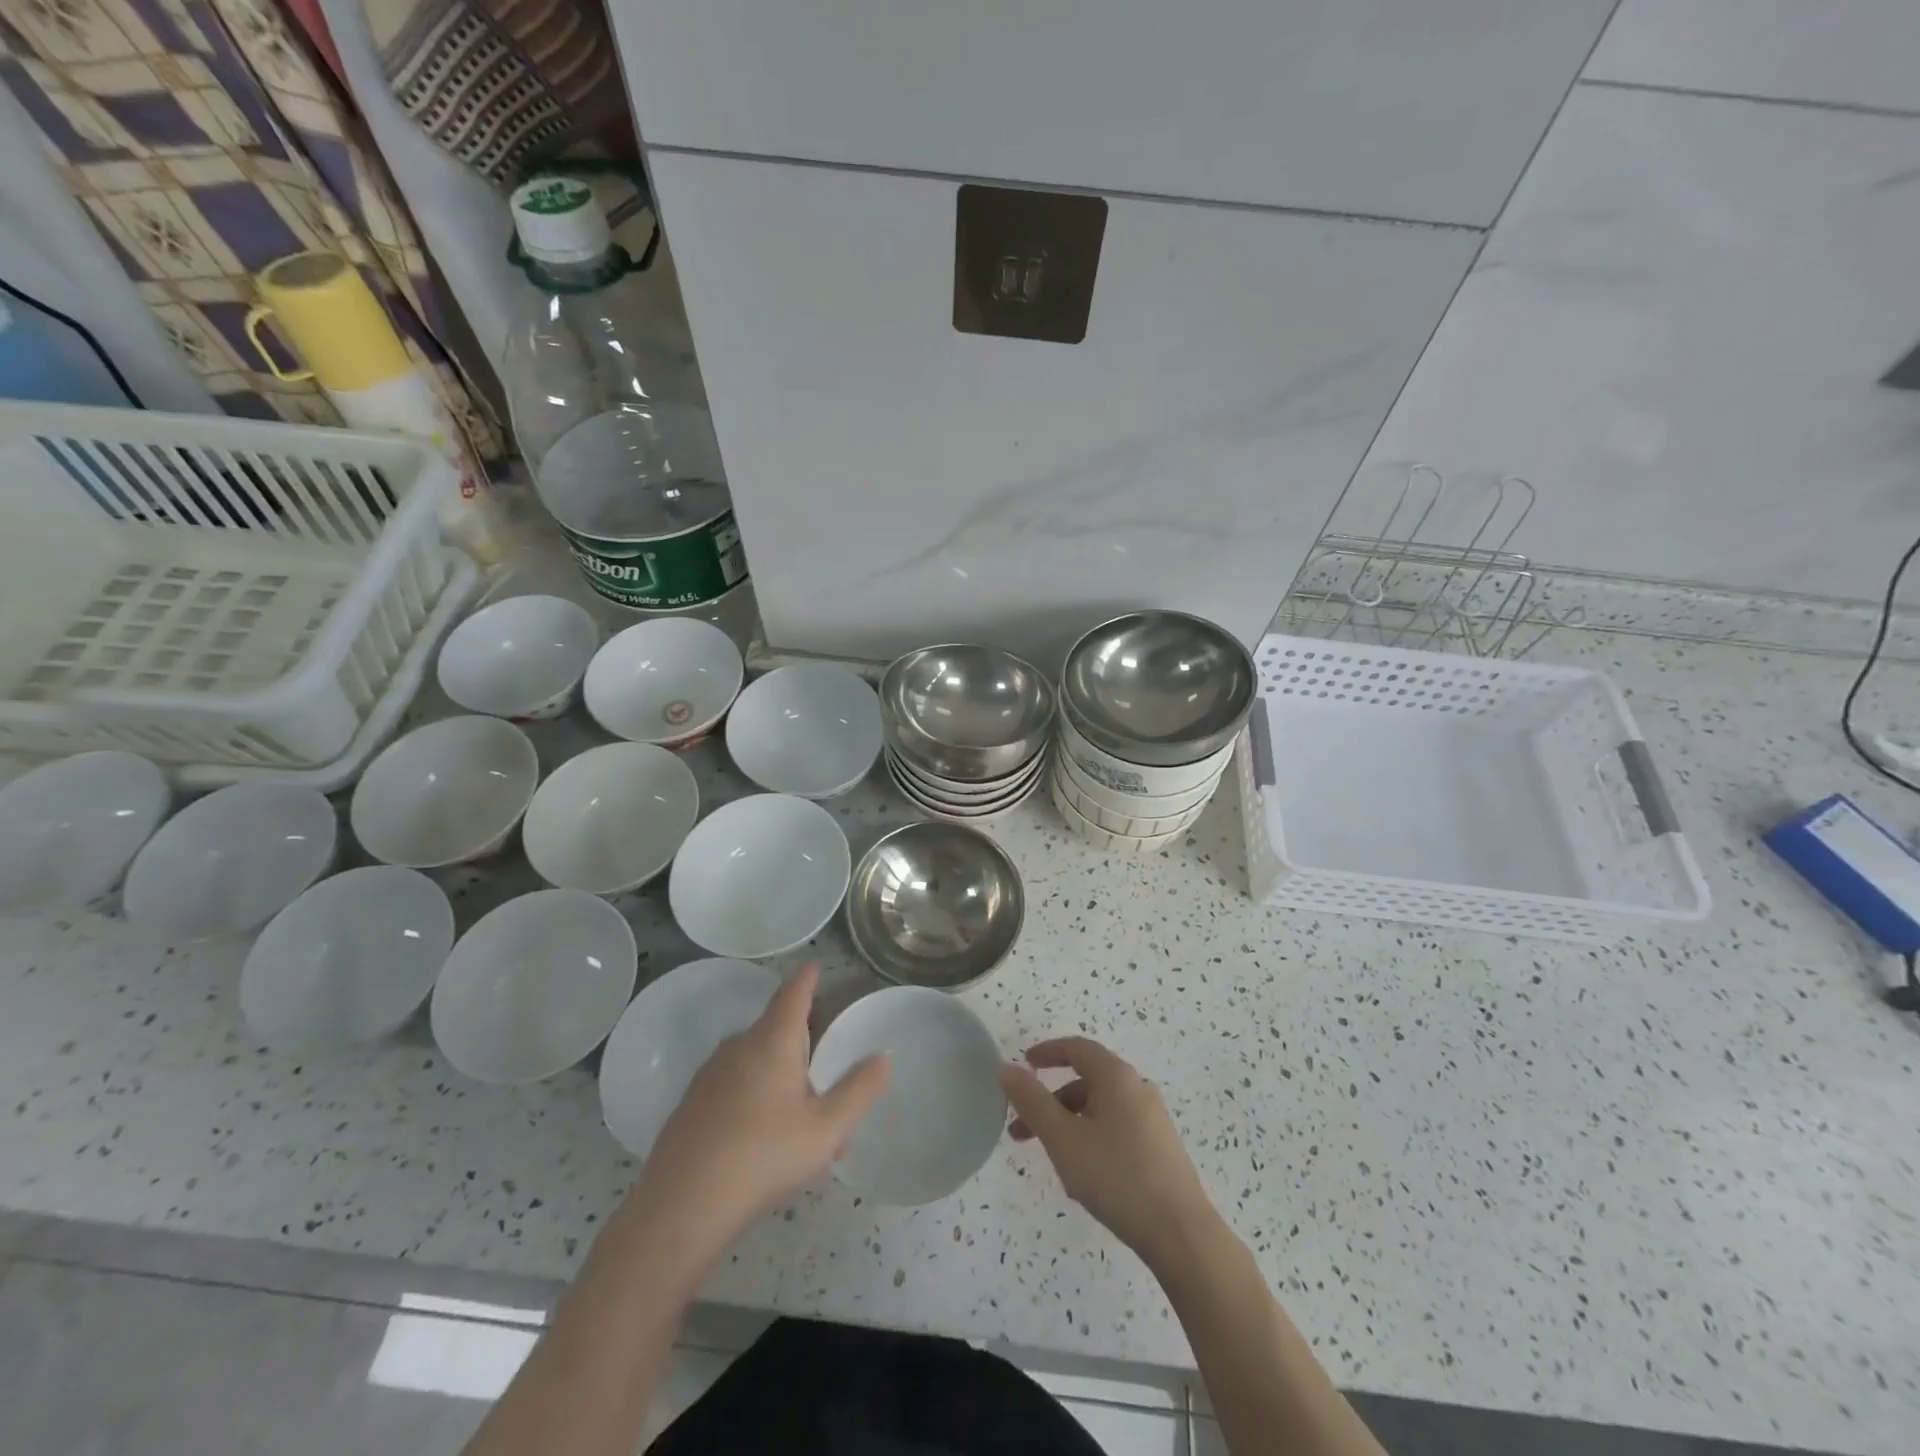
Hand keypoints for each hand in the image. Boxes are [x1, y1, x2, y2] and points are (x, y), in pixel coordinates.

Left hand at [633, 964, 889, 1246]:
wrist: (681, 1206)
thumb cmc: (763, 1157)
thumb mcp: (826, 1130)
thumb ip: (858, 1091)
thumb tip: (882, 1057)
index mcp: (773, 1041)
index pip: (793, 994)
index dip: (806, 979)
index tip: (813, 966)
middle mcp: (739, 1046)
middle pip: (774, 1026)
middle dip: (800, 1037)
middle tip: (824, 1062)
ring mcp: (710, 1074)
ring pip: (753, 1058)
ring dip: (778, 1071)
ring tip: (801, 1113)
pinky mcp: (691, 1103)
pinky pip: (733, 1083)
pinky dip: (754, 1093)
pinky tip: (763, 1135)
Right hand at [1000, 1037, 1216, 1268]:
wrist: (1180, 1234)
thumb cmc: (1116, 1176)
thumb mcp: (1063, 1139)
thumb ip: (1032, 1101)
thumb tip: (1007, 1068)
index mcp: (1117, 1077)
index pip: (1078, 1049)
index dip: (1048, 1052)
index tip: (1024, 1064)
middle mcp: (1137, 1089)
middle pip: (1087, 1081)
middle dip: (1050, 1101)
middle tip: (1022, 1128)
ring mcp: (1152, 1120)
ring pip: (1100, 1109)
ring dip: (1068, 1123)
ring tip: (1048, 1158)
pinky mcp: (1159, 1149)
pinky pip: (1115, 1129)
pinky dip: (1089, 1138)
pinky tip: (1081, 1175)